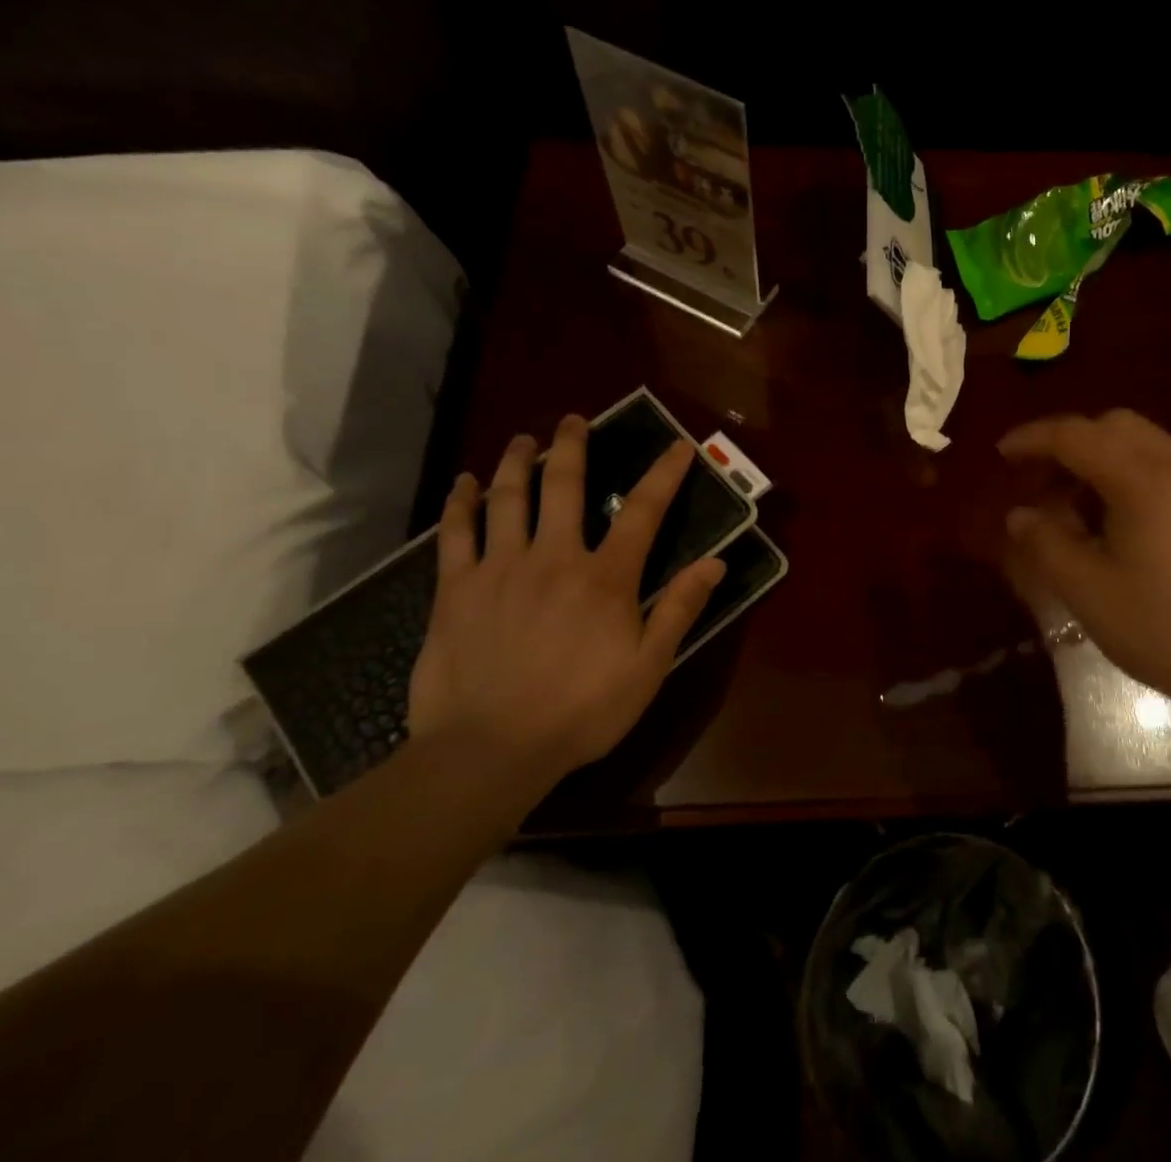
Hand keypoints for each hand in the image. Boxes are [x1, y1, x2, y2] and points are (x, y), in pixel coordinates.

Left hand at [407, 415, 724, 785]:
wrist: (490, 751)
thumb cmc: (581, 711)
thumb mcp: (648, 667)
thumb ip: (680, 609)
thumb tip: (715, 562)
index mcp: (605, 578)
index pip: (642, 511)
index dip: (664, 474)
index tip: (678, 446)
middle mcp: (554, 557)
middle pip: (564, 485)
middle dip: (572, 446)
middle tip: (573, 420)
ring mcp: (500, 568)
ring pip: (508, 498)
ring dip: (517, 461)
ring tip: (522, 439)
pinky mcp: (456, 589)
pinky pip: (455, 533)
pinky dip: (460, 503)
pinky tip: (465, 483)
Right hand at [999, 410, 1170, 716]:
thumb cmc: (1163, 630)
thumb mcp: (1088, 591)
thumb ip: (1046, 543)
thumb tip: (1019, 514)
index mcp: (1144, 481)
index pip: (1077, 435)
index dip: (1033, 439)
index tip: (1001, 454)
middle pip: (1115, 425)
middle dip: (1069, 442)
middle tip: (1039, 481)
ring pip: (1144, 444)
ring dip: (1100, 459)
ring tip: (1074, 506)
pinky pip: (1167, 468)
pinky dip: (1130, 475)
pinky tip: (1118, 522)